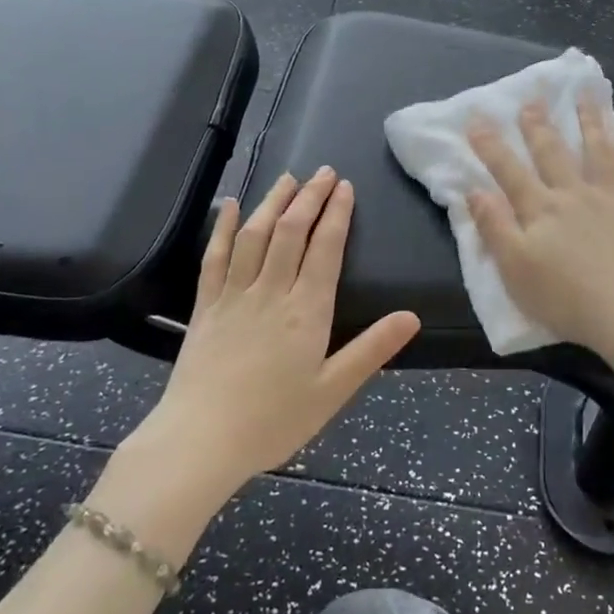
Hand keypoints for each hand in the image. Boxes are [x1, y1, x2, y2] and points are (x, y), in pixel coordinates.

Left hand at [137, 168, 419, 497]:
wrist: (201, 441)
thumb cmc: (273, 421)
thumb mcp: (333, 391)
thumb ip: (372, 350)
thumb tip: (412, 316)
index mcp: (306, 311)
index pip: (325, 249)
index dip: (337, 214)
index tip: (345, 187)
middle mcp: (271, 292)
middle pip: (291, 232)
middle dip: (310, 198)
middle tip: (324, 172)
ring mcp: (234, 295)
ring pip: (255, 236)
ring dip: (273, 203)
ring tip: (288, 178)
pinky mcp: (205, 306)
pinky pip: (214, 258)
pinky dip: (224, 228)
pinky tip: (231, 206)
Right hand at [466, 98, 613, 363]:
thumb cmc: (565, 297)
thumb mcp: (514, 268)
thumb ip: (494, 227)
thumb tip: (474, 190)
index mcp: (541, 209)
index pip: (509, 170)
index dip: (490, 144)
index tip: (477, 117)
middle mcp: (574, 194)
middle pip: (553, 153)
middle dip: (538, 125)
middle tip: (532, 98)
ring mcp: (613, 199)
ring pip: (598, 152)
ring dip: (589, 122)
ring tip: (585, 96)